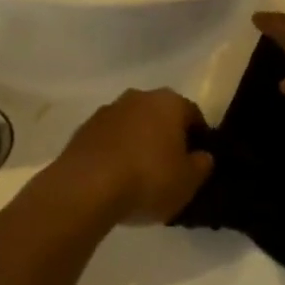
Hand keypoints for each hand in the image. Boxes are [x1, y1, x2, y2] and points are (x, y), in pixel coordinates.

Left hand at [47, 89, 213, 226]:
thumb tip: (202, 155)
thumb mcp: (188, 181)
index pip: (192, 114)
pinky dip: (115, 152)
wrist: (85, 187)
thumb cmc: (148, 179)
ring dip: (138, 142)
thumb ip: (201, 164)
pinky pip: (108, 140)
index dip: (199, 137)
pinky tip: (115, 178)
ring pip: (132, 125)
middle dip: (166, 136)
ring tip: (140, 175)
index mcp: (169, 102)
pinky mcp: (83, 129)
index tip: (198, 160)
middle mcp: (138, 97)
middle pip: (160, 116)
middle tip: (170, 167)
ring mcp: (106, 111)